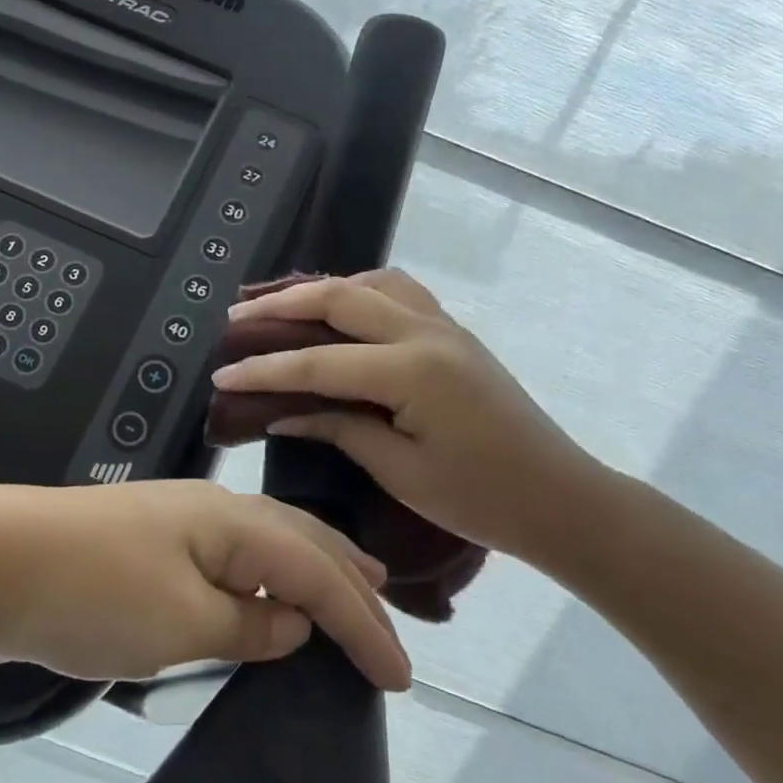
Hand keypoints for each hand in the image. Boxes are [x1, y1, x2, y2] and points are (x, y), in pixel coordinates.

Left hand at [0, 480, 411, 690]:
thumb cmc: (93, 593)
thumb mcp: (181, 622)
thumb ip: (247, 624)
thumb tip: (290, 622)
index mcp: (232, 523)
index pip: (318, 572)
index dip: (363, 624)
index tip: (401, 676)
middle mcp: (213, 514)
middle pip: (299, 541)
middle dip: (348, 578)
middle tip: (388, 609)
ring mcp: (177, 527)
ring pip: (264, 547)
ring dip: (309, 572)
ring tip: (344, 593)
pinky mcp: (148, 550)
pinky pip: (226, 565)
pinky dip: (261, 583)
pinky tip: (261, 601)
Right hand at [208, 269, 609, 562]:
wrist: (559, 497)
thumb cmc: (481, 498)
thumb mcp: (401, 472)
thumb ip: (340, 429)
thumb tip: (283, 414)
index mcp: (413, 371)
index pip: (320, 363)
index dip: (265, 370)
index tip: (223, 373)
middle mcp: (427, 333)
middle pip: (340, 299)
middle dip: (282, 306)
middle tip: (236, 319)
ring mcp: (445, 326)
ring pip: (372, 283)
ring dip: (322, 288)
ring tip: (282, 306)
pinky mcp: (453, 333)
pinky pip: (398, 293)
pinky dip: (359, 292)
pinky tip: (340, 313)